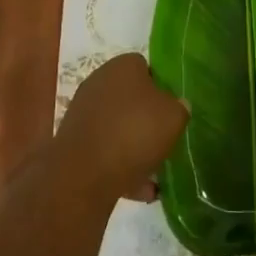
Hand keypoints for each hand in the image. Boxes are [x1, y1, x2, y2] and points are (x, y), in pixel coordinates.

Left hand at [56, 53, 188, 202]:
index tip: (172, 109)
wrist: (85, 171)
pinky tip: (139, 189)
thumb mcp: (174, 116)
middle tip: (164, 139)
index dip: (162, 87)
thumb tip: (177, 105)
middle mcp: (100, 81)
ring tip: (155, 175)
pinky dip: (121, 165)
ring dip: (135, 146)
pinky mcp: (75, 139)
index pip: (146, 67)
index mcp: (123, 65)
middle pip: (131, 97)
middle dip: (147, 119)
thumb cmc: (135, 132)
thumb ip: (180, 107)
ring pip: (119, 126)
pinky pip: (105, 149)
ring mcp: (84, 110)